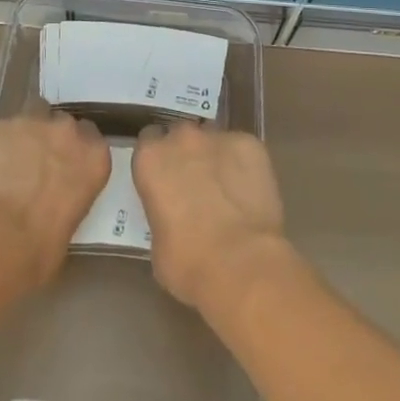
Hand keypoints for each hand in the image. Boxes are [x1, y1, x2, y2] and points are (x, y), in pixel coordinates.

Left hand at [0, 113, 110, 287]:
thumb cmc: (39, 249)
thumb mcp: (70, 227)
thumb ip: (70, 199)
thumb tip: (57, 202)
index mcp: (94, 158)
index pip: (93, 140)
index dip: (78, 151)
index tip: (68, 166)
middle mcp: (67, 132)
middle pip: (64, 123)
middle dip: (54, 138)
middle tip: (39, 164)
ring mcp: (32, 123)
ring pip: (33, 114)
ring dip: (27, 132)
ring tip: (13, 159)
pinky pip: (2, 129)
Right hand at [132, 123, 286, 310]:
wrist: (242, 265)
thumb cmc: (188, 263)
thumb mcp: (156, 243)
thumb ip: (161, 212)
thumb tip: (174, 214)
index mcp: (151, 159)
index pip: (148, 141)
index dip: (158, 160)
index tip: (165, 178)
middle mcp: (182, 138)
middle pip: (181, 135)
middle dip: (186, 154)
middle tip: (195, 184)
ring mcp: (219, 138)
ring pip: (213, 140)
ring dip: (215, 157)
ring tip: (226, 188)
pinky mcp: (251, 144)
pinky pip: (243, 149)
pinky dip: (244, 165)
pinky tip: (250, 191)